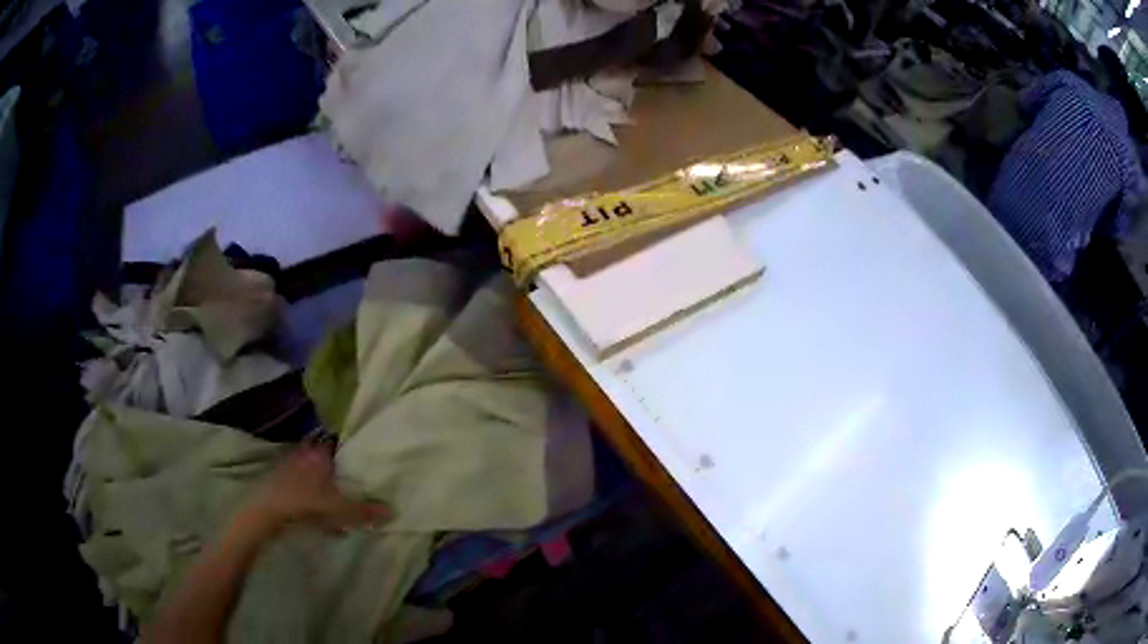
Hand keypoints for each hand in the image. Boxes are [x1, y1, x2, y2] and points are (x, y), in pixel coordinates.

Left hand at [241, 444, 389, 536]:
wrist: (266, 513)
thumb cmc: (306, 504)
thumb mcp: (340, 510)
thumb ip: (364, 511)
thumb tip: (393, 511)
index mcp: (319, 455)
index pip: (334, 446)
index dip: (344, 454)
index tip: (354, 467)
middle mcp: (303, 456)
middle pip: (322, 463)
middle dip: (333, 476)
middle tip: (346, 489)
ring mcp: (287, 469)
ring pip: (309, 477)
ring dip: (320, 490)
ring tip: (333, 509)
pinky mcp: (276, 485)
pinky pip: (298, 490)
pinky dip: (308, 500)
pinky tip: (315, 518)